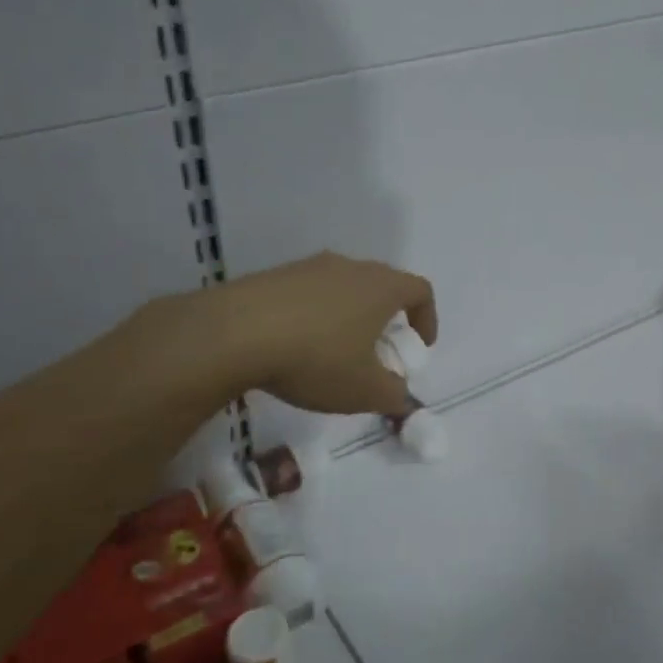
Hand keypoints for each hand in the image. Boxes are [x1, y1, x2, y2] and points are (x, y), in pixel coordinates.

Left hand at [194, 252, 436, 415]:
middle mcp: (349, 267)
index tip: (419, 347)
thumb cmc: (316, 358)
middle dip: (387, 318)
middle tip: (378, 351)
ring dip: (349, 316)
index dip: (427, 317)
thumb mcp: (364, 390)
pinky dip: (314, 316)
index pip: (420, 290)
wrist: (234, 333)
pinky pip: (308, 293)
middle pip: (381, 284)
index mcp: (381, 287)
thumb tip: (400, 396)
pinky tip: (297, 345)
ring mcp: (308, 267)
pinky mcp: (274, 276)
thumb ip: (393, 395)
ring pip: (343, 287)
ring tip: (335, 351)